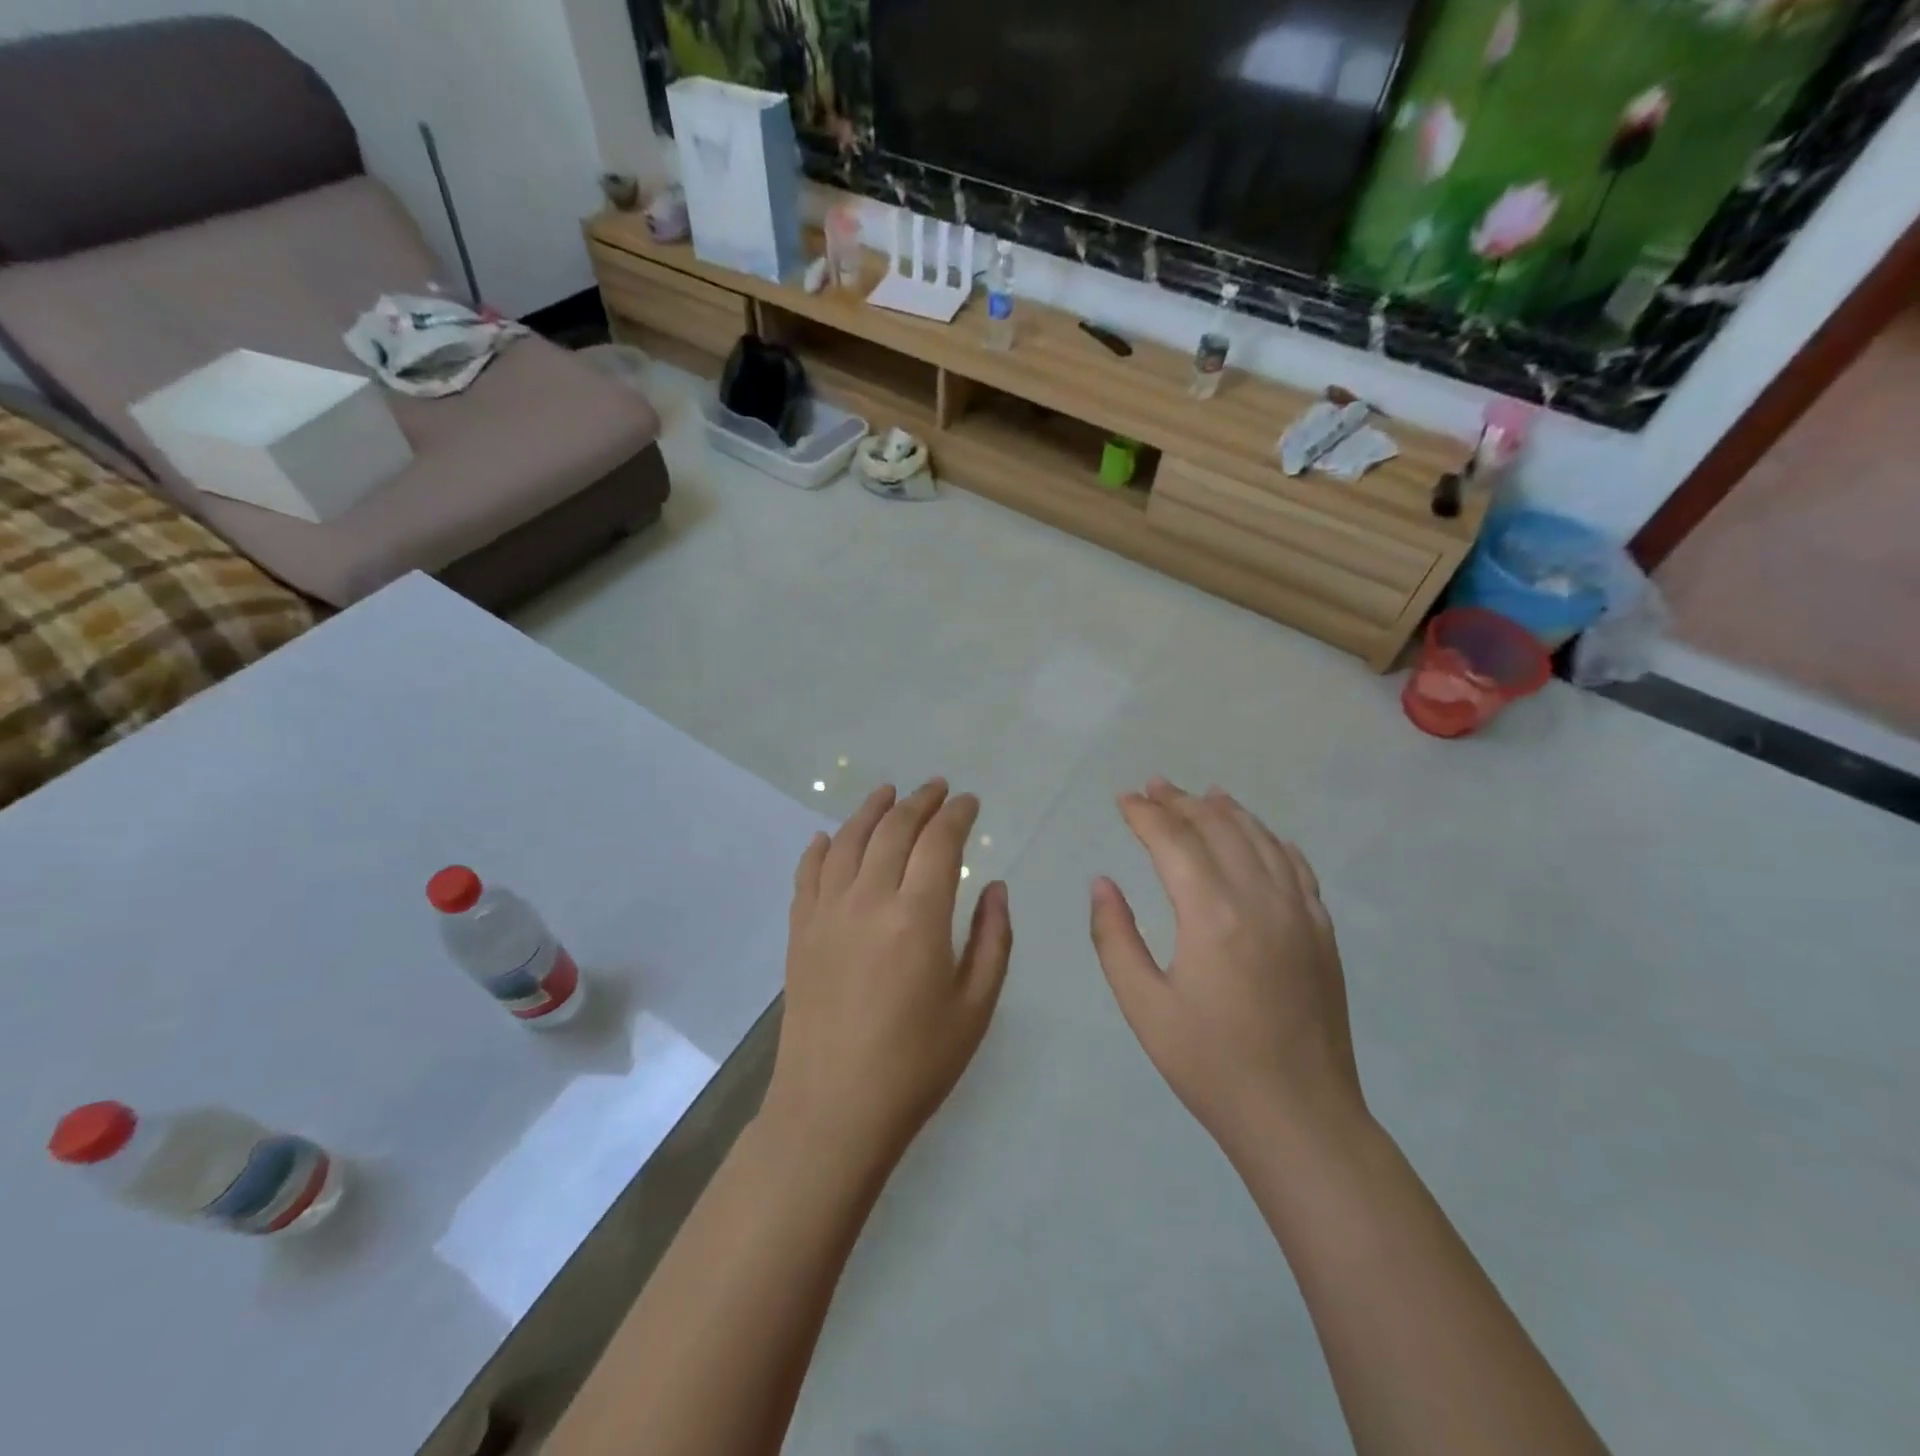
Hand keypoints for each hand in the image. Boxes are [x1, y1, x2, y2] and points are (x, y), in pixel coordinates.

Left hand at [767, 780, 1012, 1169]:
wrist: (833, 1109)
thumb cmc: (916, 1063)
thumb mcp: (974, 1007)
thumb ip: (992, 939)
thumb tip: (994, 887)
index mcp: (917, 916)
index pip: (939, 842)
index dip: (957, 815)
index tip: (969, 801)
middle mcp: (868, 899)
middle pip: (894, 829)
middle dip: (919, 801)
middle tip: (938, 788)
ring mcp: (826, 912)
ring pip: (848, 840)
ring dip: (871, 810)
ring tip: (888, 792)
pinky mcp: (800, 931)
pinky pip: (809, 873)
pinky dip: (822, 847)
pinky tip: (830, 837)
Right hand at [1089, 778, 1364, 1158]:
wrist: (1299, 1116)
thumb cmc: (1210, 1064)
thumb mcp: (1143, 1005)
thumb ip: (1115, 937)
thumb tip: (1103, 883)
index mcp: (1210, 912)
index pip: (1173, 841)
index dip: (1144, 814)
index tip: (1123, 799)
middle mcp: (1259, 897)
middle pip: (1217, 828)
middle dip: (1181, 802)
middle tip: (1153, 786)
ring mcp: (1298, 912)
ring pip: (1261, 839)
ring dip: (1227, 812)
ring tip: (1203, 794)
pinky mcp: (1321, 932)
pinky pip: (1298, 867)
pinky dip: (1274, 841)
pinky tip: (1263, 836)